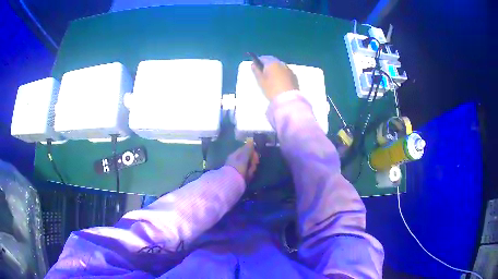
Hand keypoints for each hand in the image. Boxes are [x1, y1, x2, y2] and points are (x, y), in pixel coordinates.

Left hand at [225, 139, 259, 181]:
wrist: (231, 182)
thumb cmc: (238, 168)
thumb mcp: (244, 157)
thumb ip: (248, 149)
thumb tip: (251, 139)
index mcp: (235, 154)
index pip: (246, 150)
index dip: (253, 152)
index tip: (256, 157)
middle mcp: (235, 160)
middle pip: (248, 158)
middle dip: (252, 161)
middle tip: (253, 165)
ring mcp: (237, 168)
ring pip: (248, 166)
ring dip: (251, 168)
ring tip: (250, 173)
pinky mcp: (239, 176)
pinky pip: (247, 173)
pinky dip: (249, 174)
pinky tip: (248, 177)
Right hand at [251, 56, 298, 100]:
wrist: (287, 100)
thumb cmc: (271, 89)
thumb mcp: (261, 81)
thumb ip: (256, 71)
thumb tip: (253, 64)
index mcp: (272, 63)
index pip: (264, 57)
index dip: (259, 61)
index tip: (256, 67)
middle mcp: (282, 64)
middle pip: (273, 61)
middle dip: (268, 65)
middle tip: (263, 73)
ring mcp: (289, 70)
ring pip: (280, 67)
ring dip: (275, 70)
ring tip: (271, 79)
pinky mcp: (294, 77)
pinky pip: (286, 72)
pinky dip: (282, 74)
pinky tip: (280, 82)